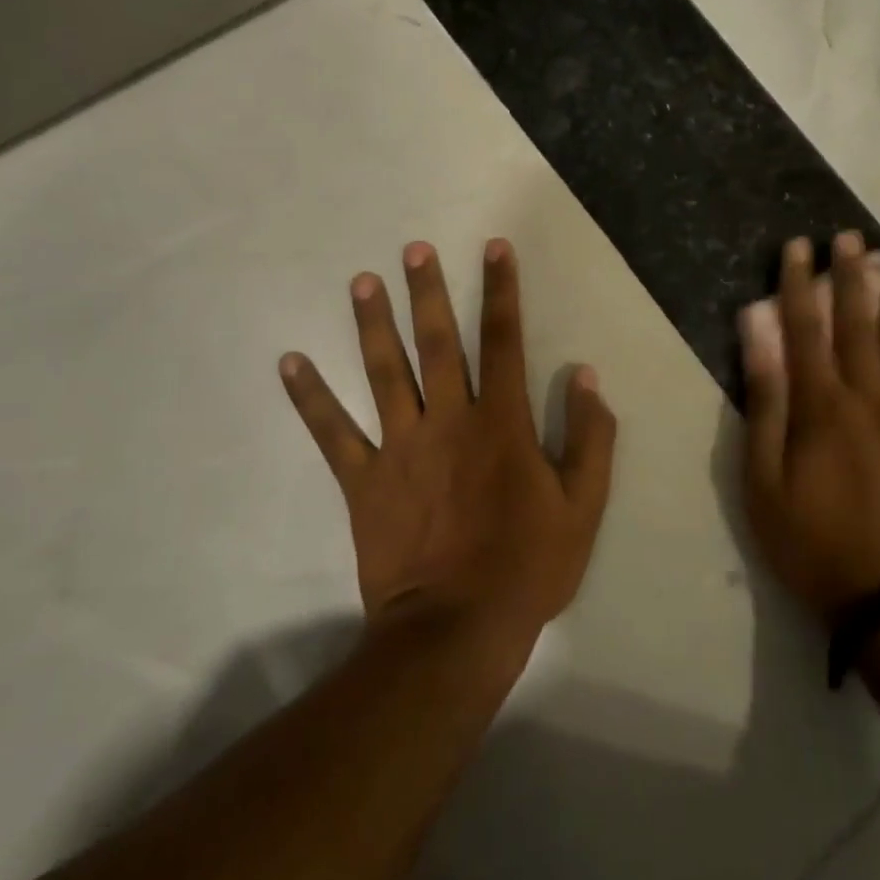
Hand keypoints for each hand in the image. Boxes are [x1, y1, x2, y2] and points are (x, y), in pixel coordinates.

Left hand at [279, 239, 616, 649]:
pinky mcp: (364, 481)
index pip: (503, 340)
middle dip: (428, 291)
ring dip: (372, 324)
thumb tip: (586, 376)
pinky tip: (289, 363)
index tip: (494, 248)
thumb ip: (590, 437)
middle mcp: (448, 420)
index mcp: (501, 422)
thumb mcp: (583, 506)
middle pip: (436, 342)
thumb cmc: (527, 566)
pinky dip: (309, 398)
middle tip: (413, 249)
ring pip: (384, 373)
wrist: (456, 630)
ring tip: (361, 282)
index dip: (501, 290)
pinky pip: (332, 433)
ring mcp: (401, 448)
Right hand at [741, 232, 879, 620]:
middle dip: (852, 278)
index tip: (797, 247)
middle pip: (860, 326)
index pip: (806, 329)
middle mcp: (871, 399)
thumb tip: (758, 339)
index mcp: (822, 407)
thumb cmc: (813, 543)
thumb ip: (764, 405)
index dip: (799, 284)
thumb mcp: (763, 482)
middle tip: (851, 239)